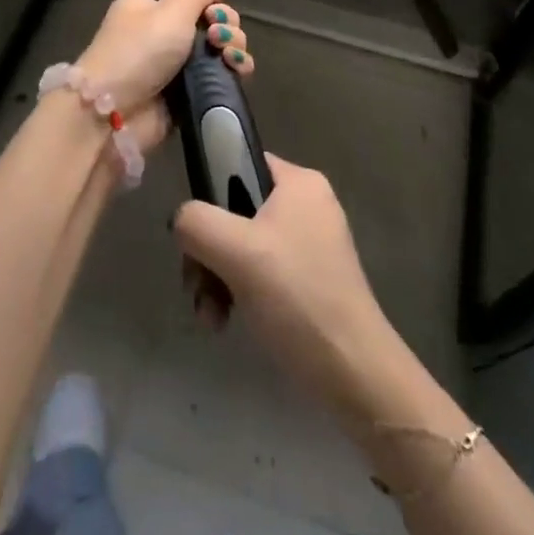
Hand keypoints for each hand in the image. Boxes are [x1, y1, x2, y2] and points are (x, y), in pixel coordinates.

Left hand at [74, 0, 253, 150]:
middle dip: (226, 25)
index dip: (211, 1)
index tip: (214, 12)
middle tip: (218, 37)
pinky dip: (232, 72)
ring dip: (233, 47)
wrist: (112, 114)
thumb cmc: (138, 51)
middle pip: (209, 22)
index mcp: (149, 8)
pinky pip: (217, 77)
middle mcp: (161, 34)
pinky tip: (239, 70)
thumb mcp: (170, 9)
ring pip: (218, 50)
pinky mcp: (185, 95)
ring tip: (229, 55)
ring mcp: (174, 67)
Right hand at [173, 153, 401, 425]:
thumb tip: (181, 222)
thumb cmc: (296, 295)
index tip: (195, 230)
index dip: (210, 189)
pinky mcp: (309, 281)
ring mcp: (310, 244)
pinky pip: (260, 272)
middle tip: (197, 285)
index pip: (240, 161)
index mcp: (299, 183)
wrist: (352, 373)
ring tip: (210, 315)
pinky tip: (225, 322)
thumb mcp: (235, 249)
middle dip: (208, 251)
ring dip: (217, 278)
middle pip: (235, 210)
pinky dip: (237, 293)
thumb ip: (195, 221)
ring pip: (242, 245)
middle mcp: (307, 205)